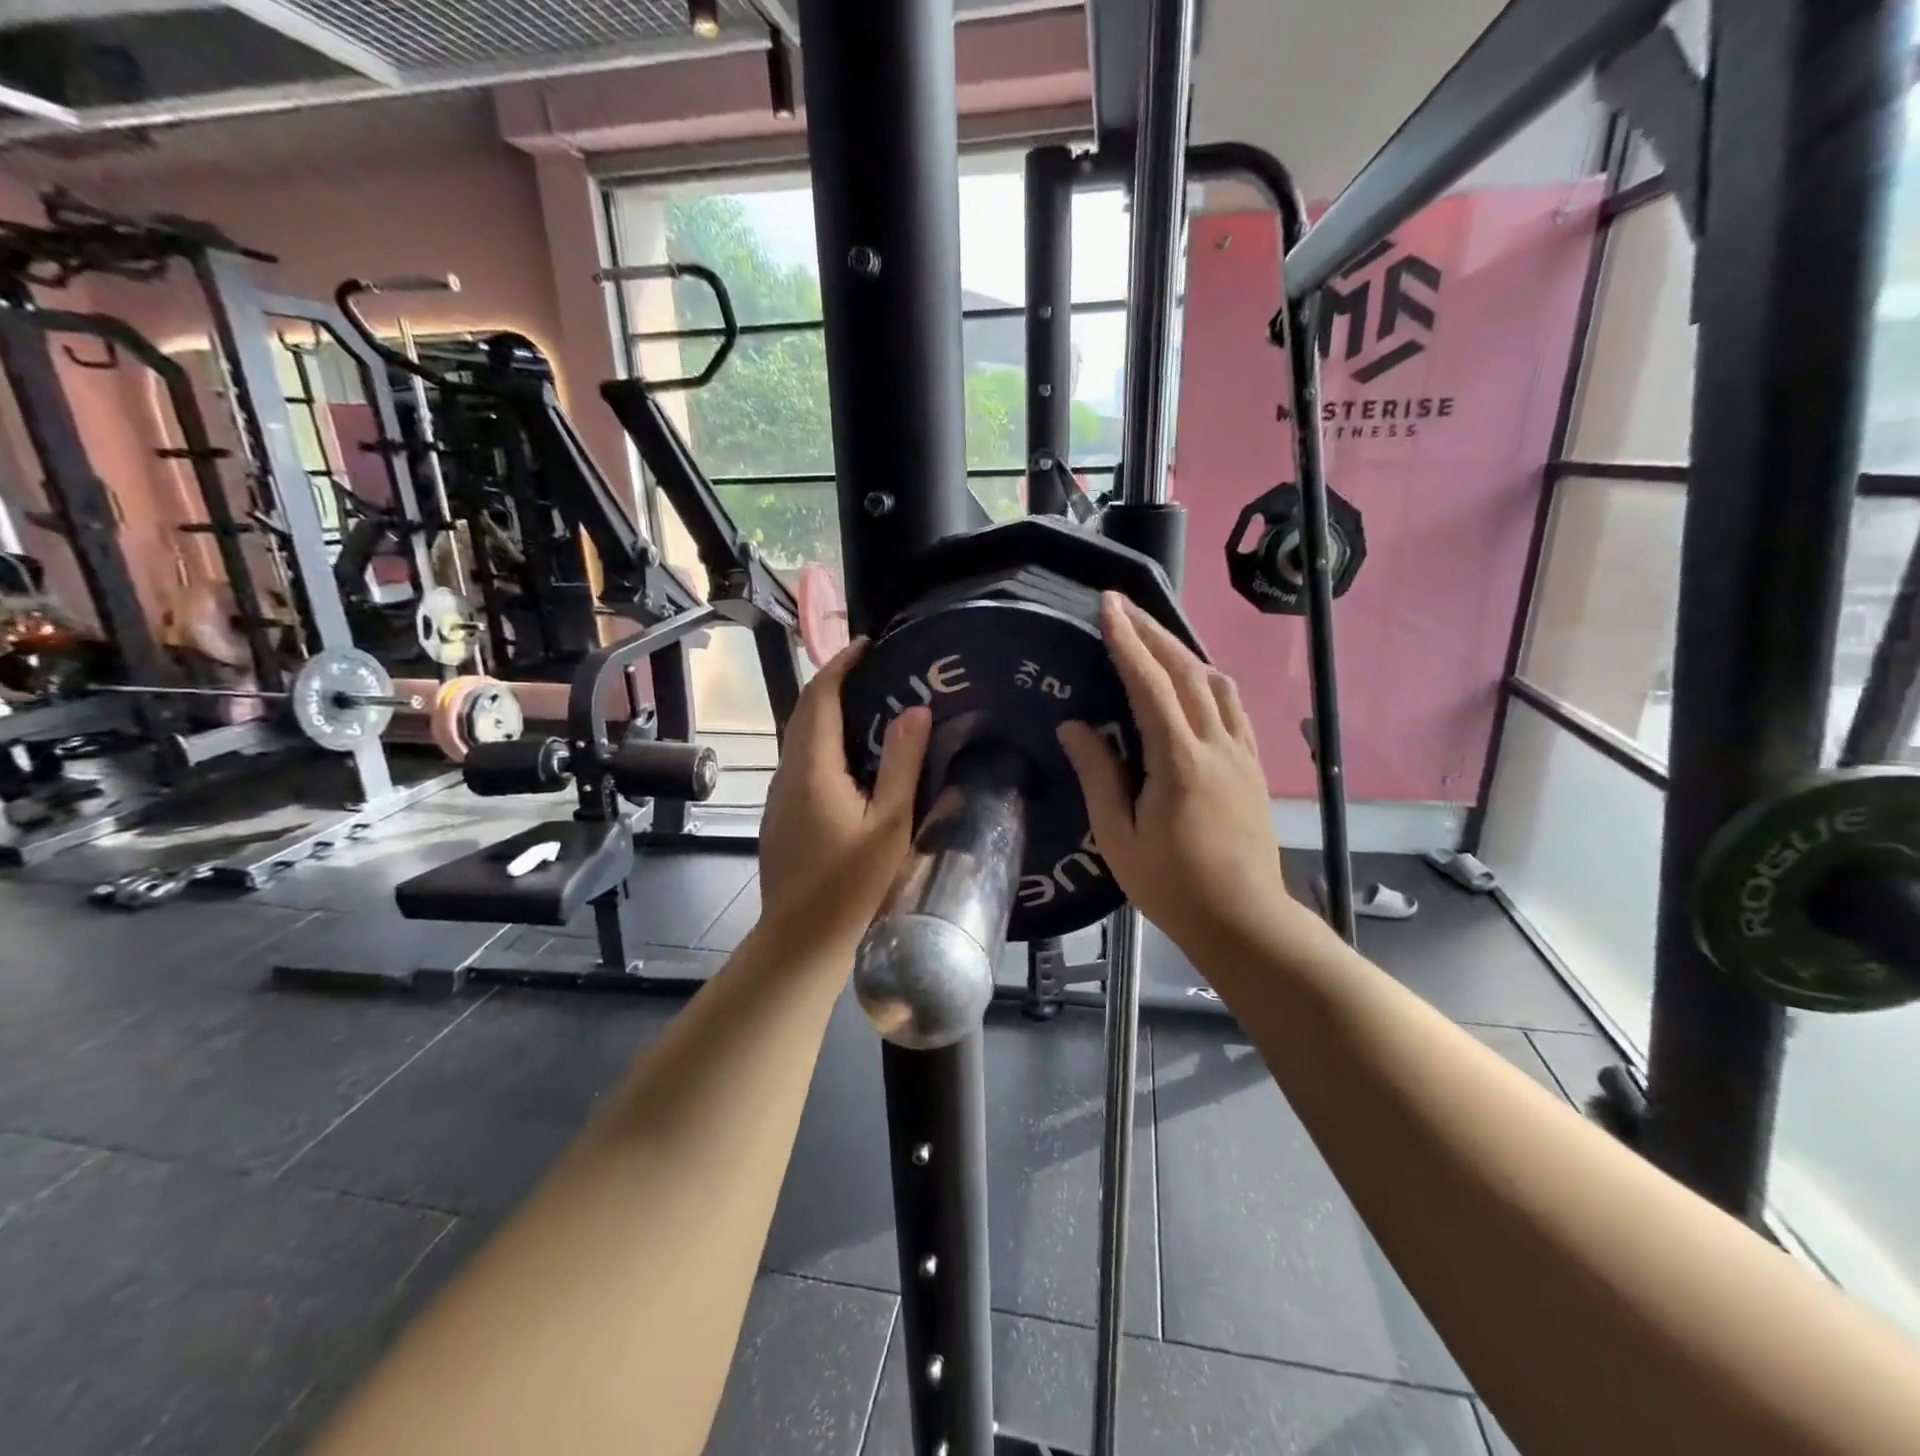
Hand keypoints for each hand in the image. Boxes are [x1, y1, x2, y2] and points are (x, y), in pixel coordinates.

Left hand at [758, 640, 930, 943]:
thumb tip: (914, 709)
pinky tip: (852, 761)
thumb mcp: (890, 824)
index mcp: (812, 769)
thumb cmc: (852, 885)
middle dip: (835, 684)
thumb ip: (902, 763)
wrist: (800, 940)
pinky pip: (800, 763)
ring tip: (871, 708)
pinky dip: (824, 744)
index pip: (819, 698)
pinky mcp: (781, 816)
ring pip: (799, 739)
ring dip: (828, 714)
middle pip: (804, 713)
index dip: (840, 665)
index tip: (868, 645)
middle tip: (876, 673)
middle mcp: (787, 774)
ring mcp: (778, 797)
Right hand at [1058, 594, 1313, 961]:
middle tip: (1124, 606)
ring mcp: (1242, 752)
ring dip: (1184, 652)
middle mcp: (1216, 744)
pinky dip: (1210, 680)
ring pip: (1217, 683)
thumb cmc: (1172, 884)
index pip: (1150, 684)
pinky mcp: (1254, 765)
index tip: (1108, 606)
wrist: (1243, 919)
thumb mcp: (1119, 836)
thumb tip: (1074, 725)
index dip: (1128, 641)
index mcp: (1179, 760)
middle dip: (1154, 633)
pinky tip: (1197, 682)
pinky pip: (1234, 706)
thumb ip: (1098, 775)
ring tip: (1156, 638)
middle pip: (1187, 671)